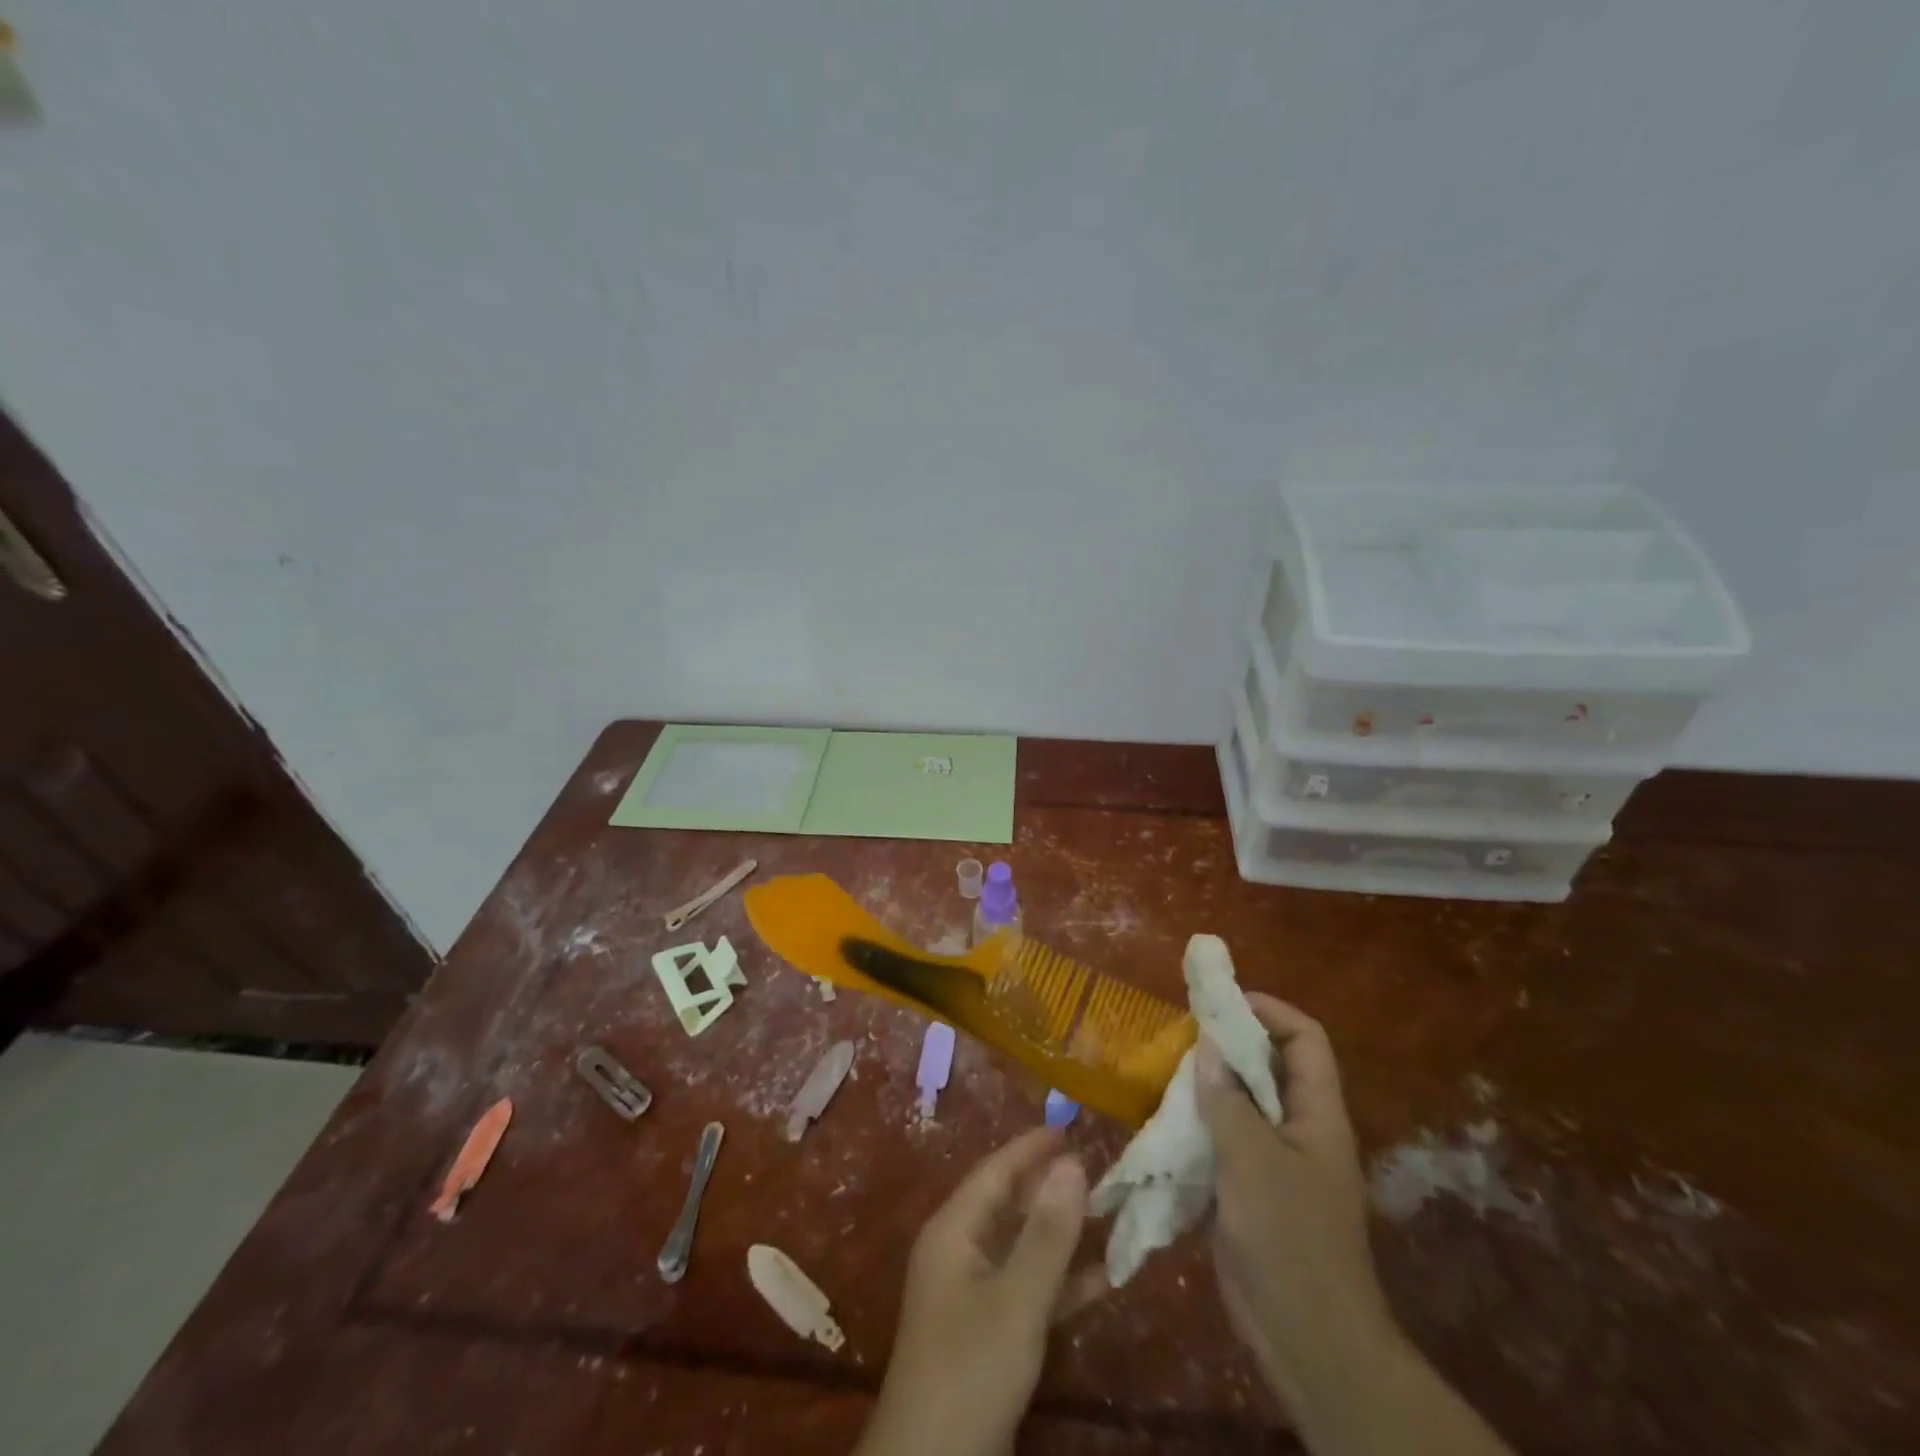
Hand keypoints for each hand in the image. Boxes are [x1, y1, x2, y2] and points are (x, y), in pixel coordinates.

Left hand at [854, 1128, 1089, 1455]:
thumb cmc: (970, 1367)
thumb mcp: (1016, 1298)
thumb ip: (1047, 1233)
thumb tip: (1073, 1162)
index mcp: (954, 1230)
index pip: (995, 1170)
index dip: (1031, 1147)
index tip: (1069, 1125)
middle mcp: (959, 1252)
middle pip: (1008, 1205)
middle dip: (1050, 1187)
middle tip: (1098, 1167)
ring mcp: (971, 1294)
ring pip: (1021, 1246)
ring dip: (1061, 1234)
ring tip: (1107, 1214)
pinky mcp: (986, 1332)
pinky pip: (1026, 1288)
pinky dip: (1060, 1281)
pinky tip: (1103, 1280)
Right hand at [1196, 995, 1398, 1406]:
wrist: (1307, 1340)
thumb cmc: (1288, 1238)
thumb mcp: (1252, 1159)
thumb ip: (1227, 1098)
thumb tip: (1205, 1043)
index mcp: (1317, 1114)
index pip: (1305, 1039)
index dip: (1268, 1010)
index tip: (1218, 1003)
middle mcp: (1300, 1128)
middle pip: (1269, 1065)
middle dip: (1227, 1043)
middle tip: (1180, 1035)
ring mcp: (1276, 1161)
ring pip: (1242, 1102)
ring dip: (1207, 1084)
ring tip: (1163, 1070)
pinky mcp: (1251, 1189)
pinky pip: (1224, 1139)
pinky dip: (1197, 1124)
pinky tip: (1163, 1122)